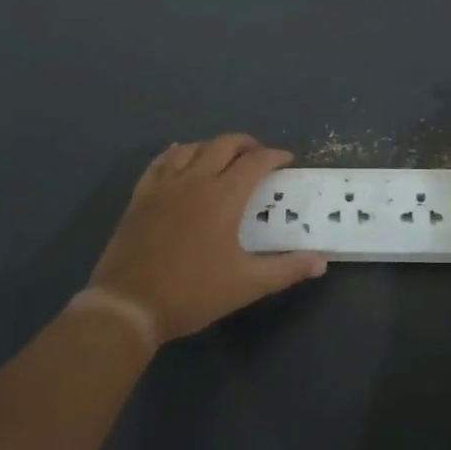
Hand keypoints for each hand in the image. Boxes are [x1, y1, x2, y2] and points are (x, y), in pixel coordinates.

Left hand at [89, 134, 326, 341]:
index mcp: (224, 196)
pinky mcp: (141, 195)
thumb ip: (286, 269)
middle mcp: (195, 180)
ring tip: (223, 157)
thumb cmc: (192, 293)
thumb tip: (321, 261)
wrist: (128, 305)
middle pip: (224, 145)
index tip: (287, 160)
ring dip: (213, 146)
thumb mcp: (246, 284)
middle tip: (258, 156)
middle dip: (246, 144)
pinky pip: (161, 161)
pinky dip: (177, 153)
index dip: (275, 156)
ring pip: (192, 148)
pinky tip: (180, 157)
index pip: (256, 162)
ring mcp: (164, 185)